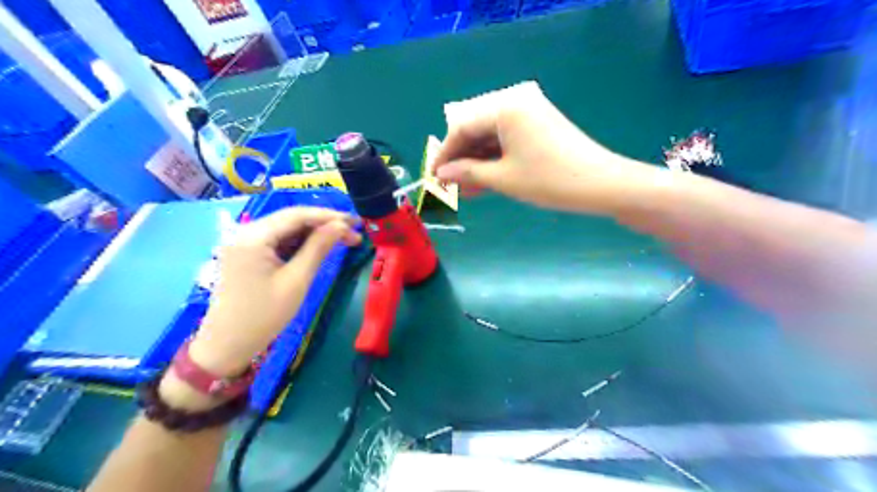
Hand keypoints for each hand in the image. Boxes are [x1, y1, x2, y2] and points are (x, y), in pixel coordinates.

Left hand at [186, 208, 361, 376]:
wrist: (227, 345)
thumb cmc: (264, 316)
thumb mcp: (297, 280)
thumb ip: (319, 248)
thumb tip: (340, 226)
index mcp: (254, 236)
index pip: (297, 215)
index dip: (329, 216)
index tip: (356, 222)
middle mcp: (246, 232)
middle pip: (292, 219)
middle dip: (325, 224)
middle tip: (354, 232)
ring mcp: (245, 242)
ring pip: (287, 229)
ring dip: (315, 233)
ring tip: (343, 240)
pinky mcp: (248, 253)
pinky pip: (279, 240)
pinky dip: (301, 243)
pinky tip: (320, 248)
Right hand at [433, 83, 645, 214]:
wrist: (601, 184)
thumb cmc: (549, 180)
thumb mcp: (503, 179)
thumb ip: (468, 173)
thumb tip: (441, 175)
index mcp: (505, 107)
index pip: (462, 128)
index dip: (445, 154)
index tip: (433, 177)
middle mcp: (516, 103)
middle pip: (476, 131)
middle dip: (462, 161)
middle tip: (450, 187)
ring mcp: (529, 114)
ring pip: (491, 139)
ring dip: (477, 164)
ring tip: (466, 191)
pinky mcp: (539, 127)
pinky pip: (507, 142)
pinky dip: (495, 161)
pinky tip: (484, 182)